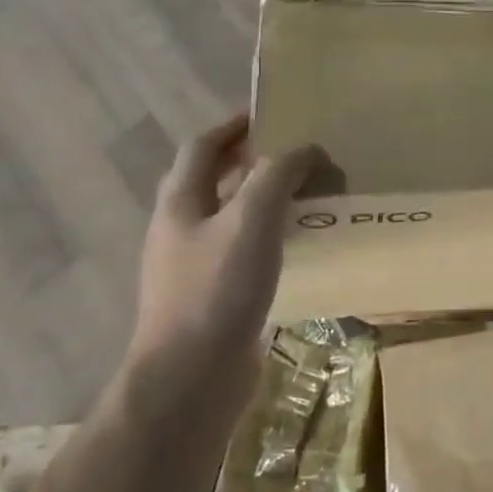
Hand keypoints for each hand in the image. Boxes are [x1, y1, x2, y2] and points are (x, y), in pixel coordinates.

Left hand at [130, 115, 318, 374]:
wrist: (190, 379)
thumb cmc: (216, 290)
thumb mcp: (252, 219)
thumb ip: (278, 174)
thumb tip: (306, 149)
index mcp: (181, 201)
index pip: (204, 145)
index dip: (235, 124)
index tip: (274, 112)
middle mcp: (181, 228)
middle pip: (215, 178)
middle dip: (255, 160)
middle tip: (302, 153)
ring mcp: (194, 265)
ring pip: (232, 215)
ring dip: (267, 198)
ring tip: (311, 193)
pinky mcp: (212, 295)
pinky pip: (244, 249)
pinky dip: (271, 234)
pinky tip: (300, 243)